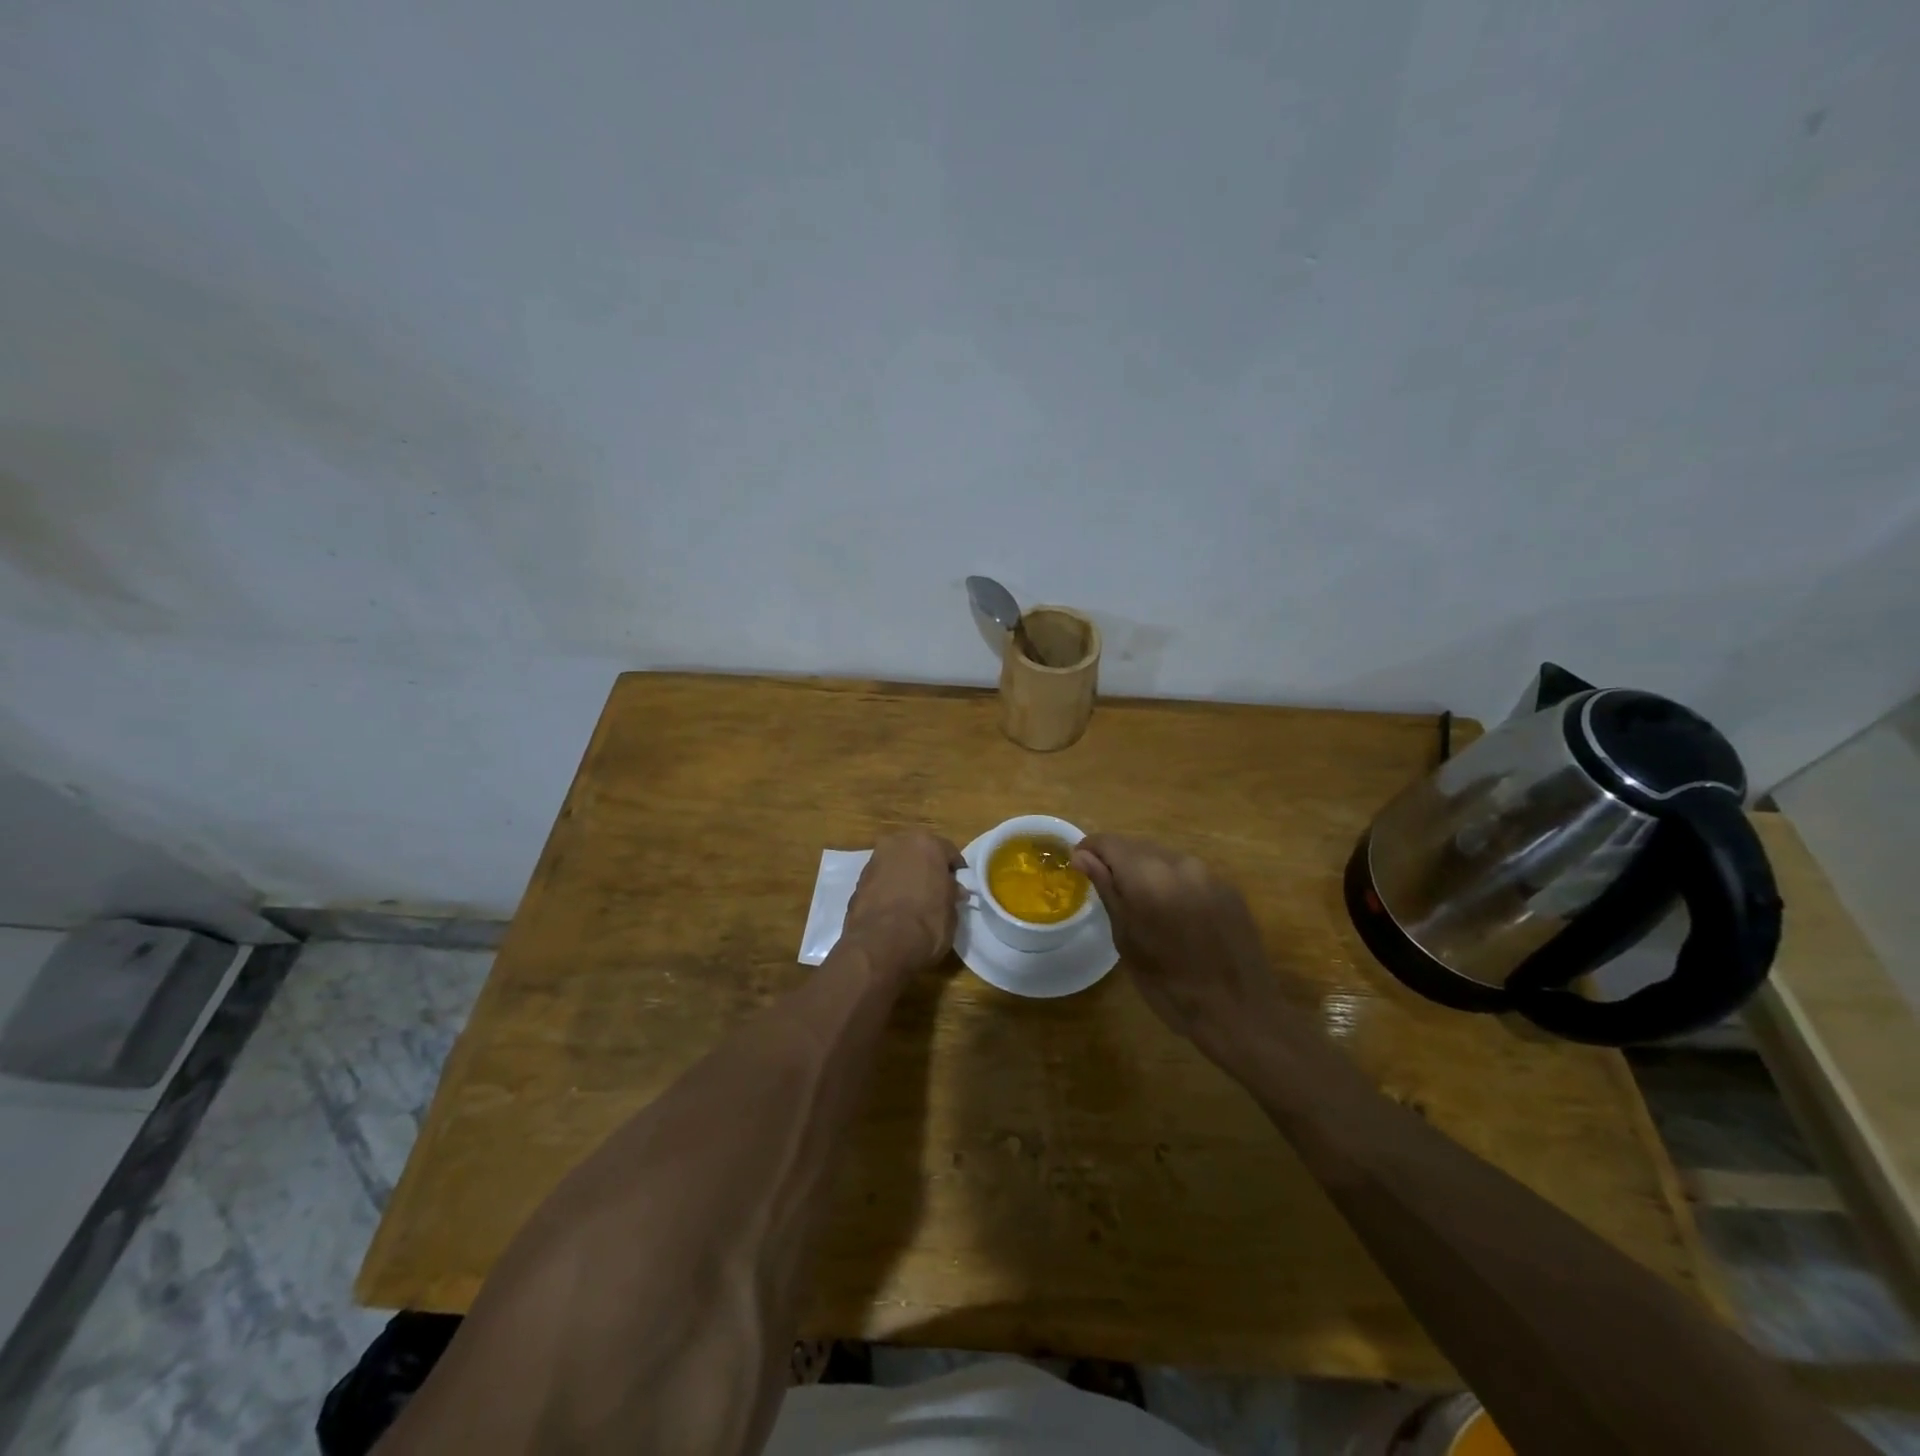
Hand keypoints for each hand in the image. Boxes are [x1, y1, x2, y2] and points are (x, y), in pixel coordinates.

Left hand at [842, 831, 965, 974]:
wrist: (880, 945)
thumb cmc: (926, 923)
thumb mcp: (952, 911)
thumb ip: (951, 894)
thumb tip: (953, 890)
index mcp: (927, 843)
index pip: (948, 852)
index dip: (955, 870)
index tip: (958, 887)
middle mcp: (898, 843)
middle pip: (918, 852)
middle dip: (927, 868)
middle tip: (935, 890)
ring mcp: (875, 860)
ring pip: (897, 864)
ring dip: (905, 876)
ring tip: (913, 901)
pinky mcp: (858, 881)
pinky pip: (881, 880)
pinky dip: (888, 888)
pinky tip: (894, 908)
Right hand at [1071, 835, 1287, 1058]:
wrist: (1240, 1013)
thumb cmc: (1169, 985)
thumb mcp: (1126, 940)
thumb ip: (1106, 890)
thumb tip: (1083, 856)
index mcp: (1148, 875)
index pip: (1109, 842)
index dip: (1090, 850)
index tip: (1080, 869)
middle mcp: (1180, 862)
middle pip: (1138, 846)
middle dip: (1118, 862)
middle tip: (1109, 891)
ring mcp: (1209, 874)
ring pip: (1165, 858)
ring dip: (1147, 872)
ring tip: (1143, 906)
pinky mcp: (1230, 889)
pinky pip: (1190, 874)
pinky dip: (1174, 884)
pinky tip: (1176, 917)